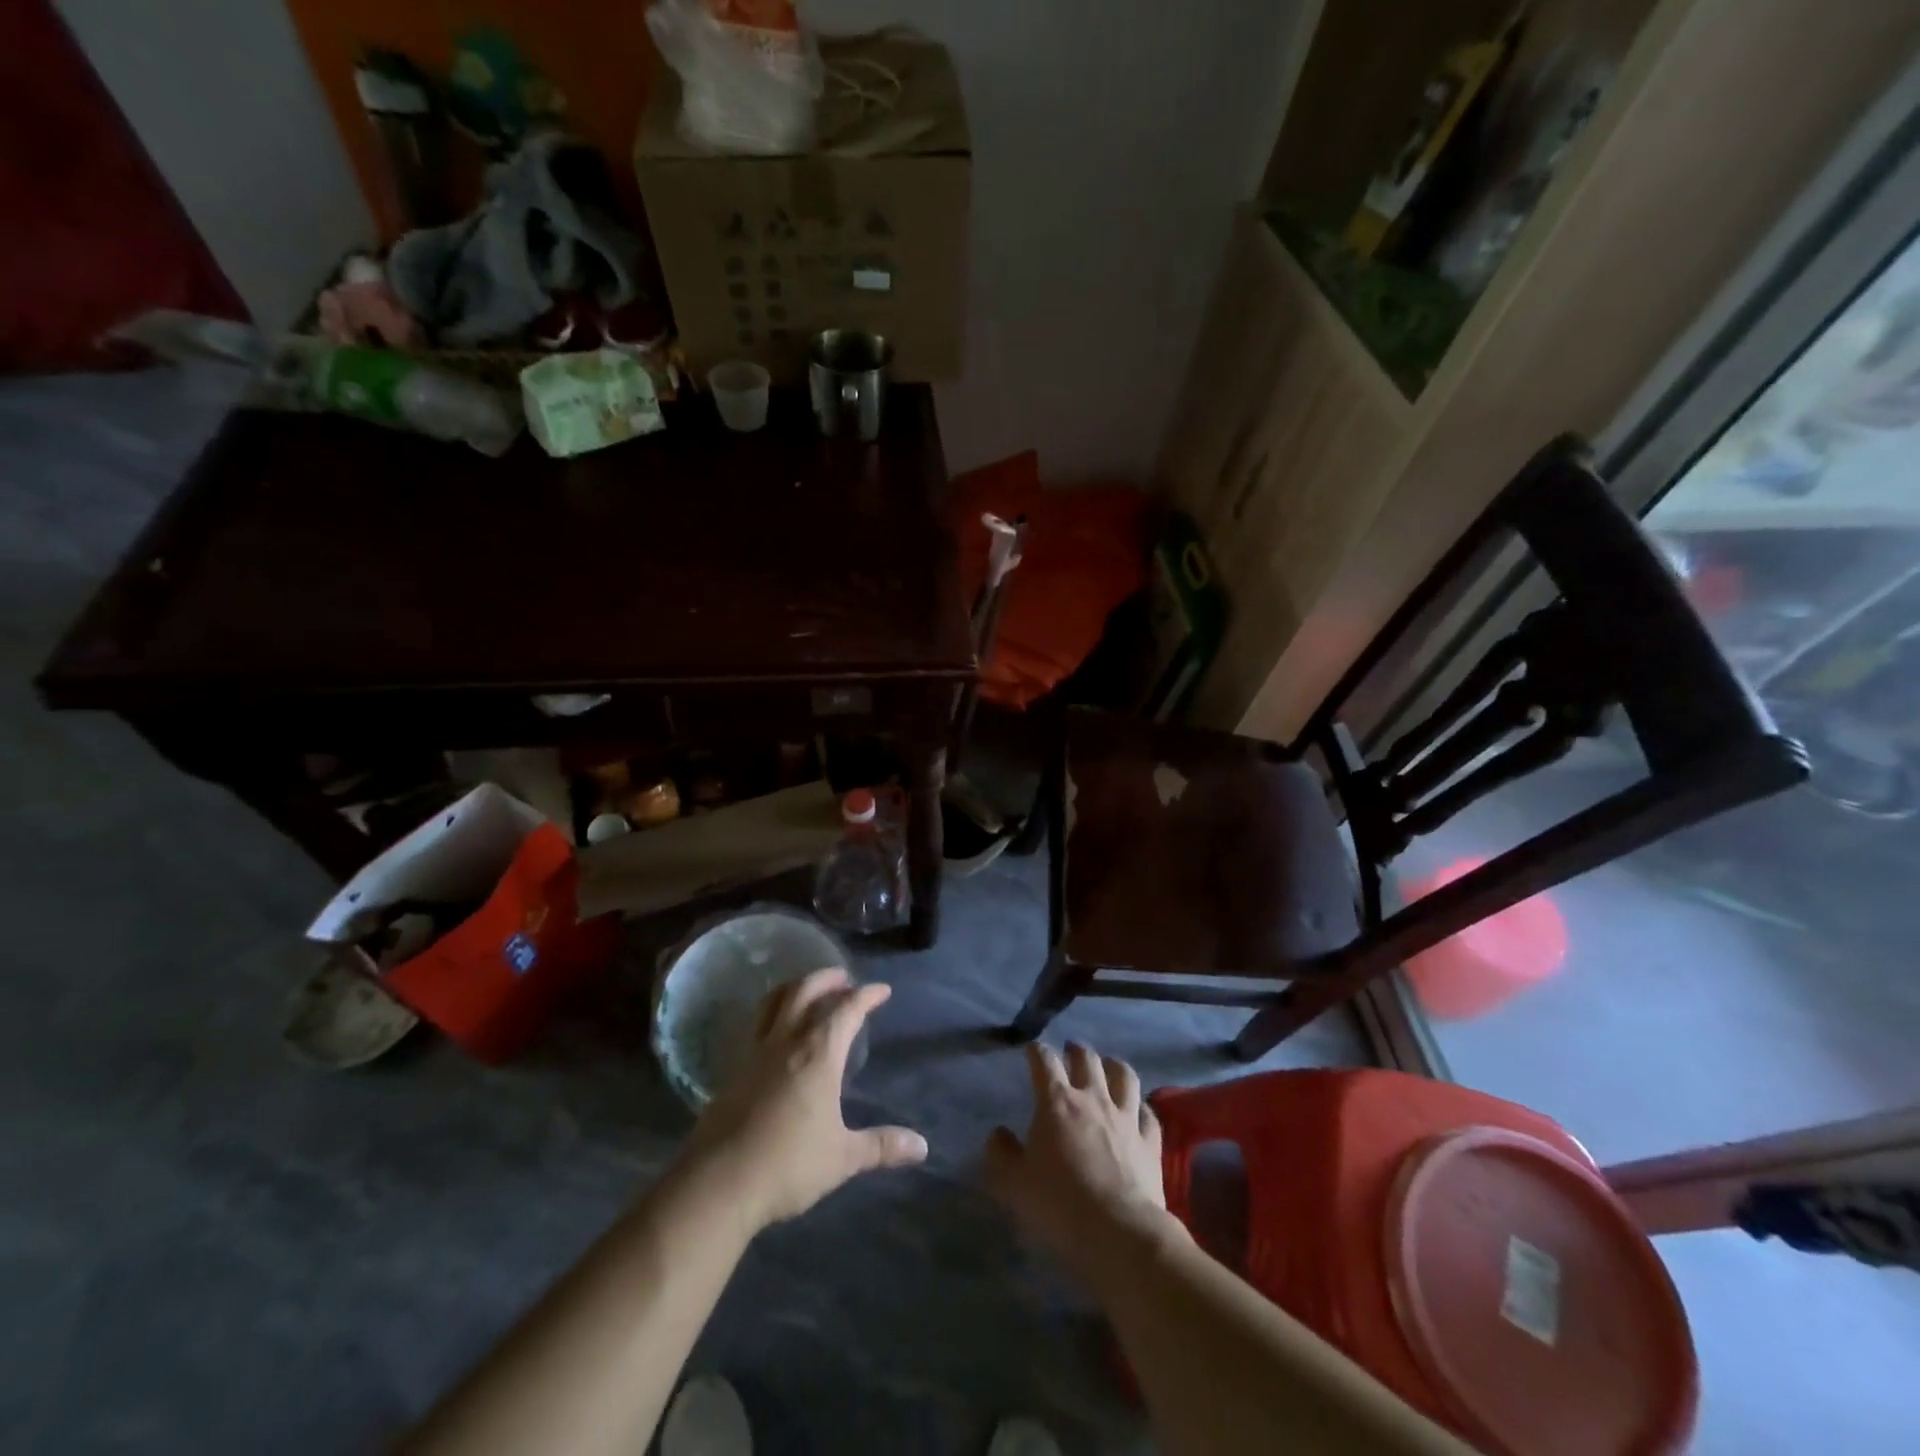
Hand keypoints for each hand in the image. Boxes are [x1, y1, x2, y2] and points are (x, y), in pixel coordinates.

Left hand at [684, 968, 927, 1234]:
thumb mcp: (842, 1158)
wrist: (718, 1184)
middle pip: (805, 991)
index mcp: (818, 1054)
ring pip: (774, 1002)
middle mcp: (786, 1042)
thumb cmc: (788, 1165)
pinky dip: (773, 1014)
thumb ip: (881, 1146)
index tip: (882, 990)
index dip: (867, 995)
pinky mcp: (733, 1071)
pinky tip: (778, 1034)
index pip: (847, 1009)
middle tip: (844, 979)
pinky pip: (757, 1025)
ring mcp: (755, 1054)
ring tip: (808, 991)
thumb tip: (922, 1146)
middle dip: (827, 979)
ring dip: (795, 988)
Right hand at [985, 1043, 1177, 1279]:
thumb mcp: (1013, 1183)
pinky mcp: (1150, 1140)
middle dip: (1076, 1050)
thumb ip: (1001, 1153)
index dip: (1037, 1051)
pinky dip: (1141, 1107)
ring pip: (1124, 1075)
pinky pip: (1148, 1113)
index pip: (1044, 1061)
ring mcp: (1126, 1117)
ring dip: (1113, 1066)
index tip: (1032, 1051)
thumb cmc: (1058, 1204)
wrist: (1118, 1231)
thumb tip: (999, 1133)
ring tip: (1108, 1067)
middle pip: (1086, 1058)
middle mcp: (1093, 1098)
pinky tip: (1138, 1111)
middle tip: (1070, 1051)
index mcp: (1056, 1102)